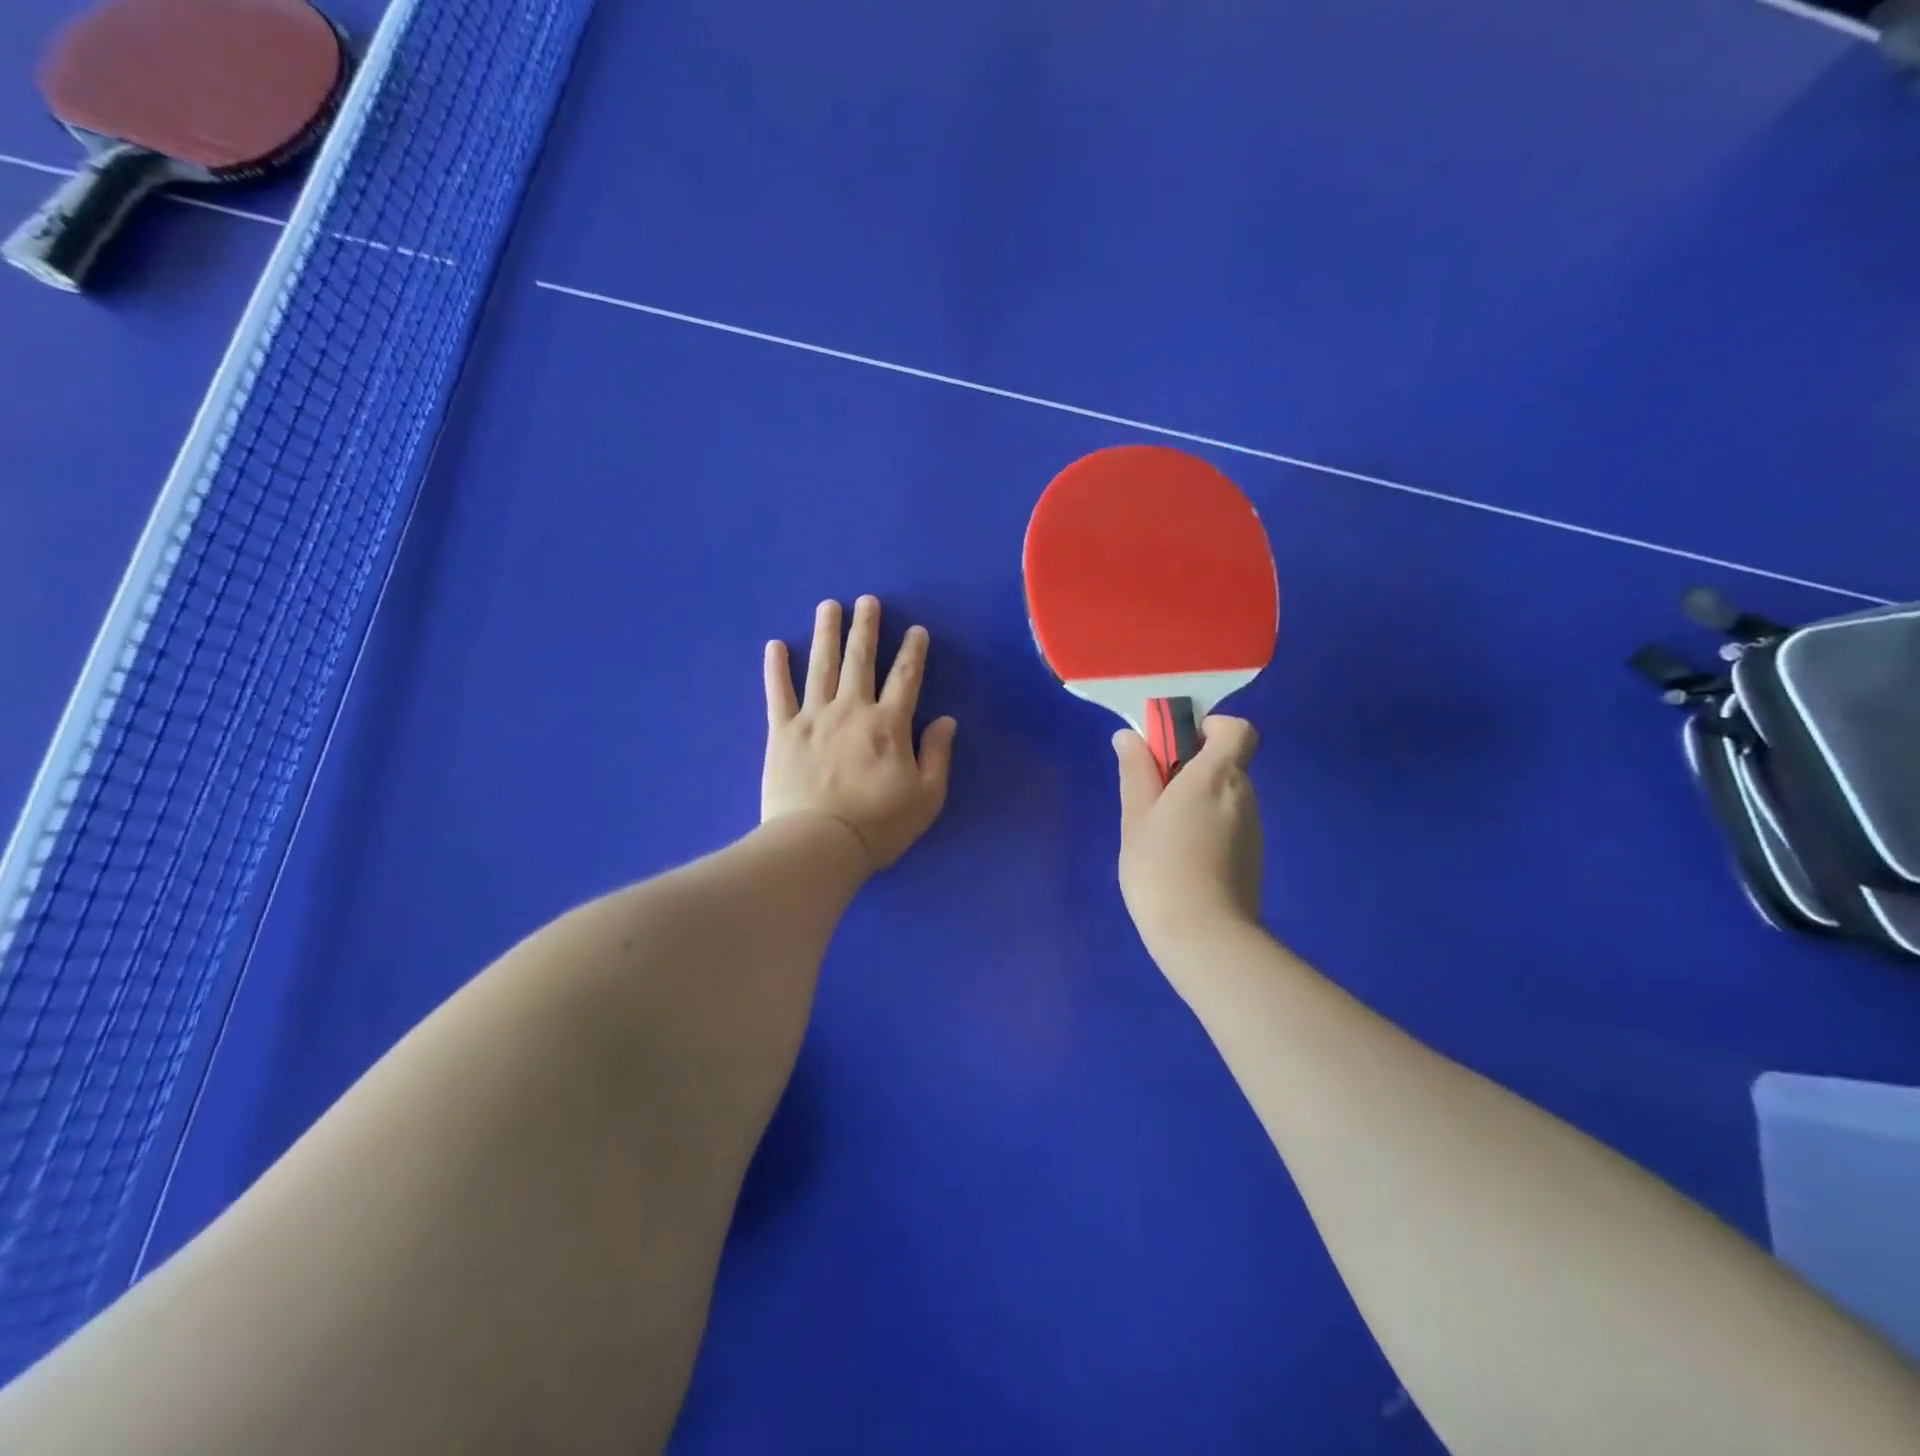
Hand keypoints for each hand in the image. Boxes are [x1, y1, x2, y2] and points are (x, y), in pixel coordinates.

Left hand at [762, 596, 957, 872]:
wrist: (819, 844)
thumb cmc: (879, 825)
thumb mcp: (927, 796)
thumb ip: (937, 754)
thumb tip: (945, 720)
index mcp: (889, 725)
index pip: (906, 678)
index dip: (913, 652)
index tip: (916, 630)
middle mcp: (851, 710)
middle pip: (860, 660)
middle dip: (866, 628)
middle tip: (867, 601)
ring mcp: (813, 717)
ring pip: (821, 665)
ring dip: (826, 633)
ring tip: (829, 606)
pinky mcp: (781, 732)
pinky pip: (778, 693)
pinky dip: (776, 668)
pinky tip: (776, 645)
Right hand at [1115, 716, 1263, 958]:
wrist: (1204, 938)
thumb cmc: (1161, 868)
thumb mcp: (1136, 816)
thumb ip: (1136, 772)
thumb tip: (1130, 737)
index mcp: (1217, 775)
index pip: (1237, 729)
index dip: (1209, 728)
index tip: (1174, 745)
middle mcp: (1244, 794)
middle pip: (1226, 762)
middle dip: (1191, 766)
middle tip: (1151, 793)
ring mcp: (1252, 828)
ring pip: (1225, 795)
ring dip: (1196, 799)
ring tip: (1159, 832)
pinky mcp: (1252, 856)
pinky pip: (1228, 823)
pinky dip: (1206, 826)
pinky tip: (1179, 857)